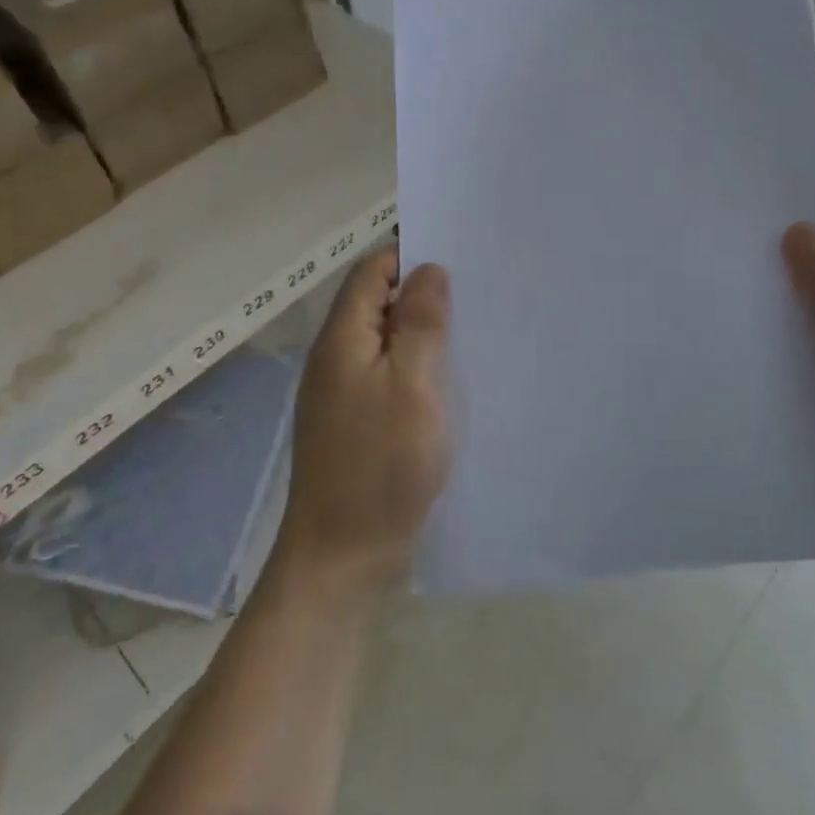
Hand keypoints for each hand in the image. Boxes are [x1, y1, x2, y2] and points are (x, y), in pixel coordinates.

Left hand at [274, 250, 451, 601]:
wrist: (342, 558)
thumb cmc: (380, 465)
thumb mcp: (411, 385)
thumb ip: (419, 323)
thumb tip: (428, 269)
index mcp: (341, 340)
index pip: (372, 272)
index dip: (410, 256)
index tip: (459, 260)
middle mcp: (336, 359)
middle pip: (378, 304)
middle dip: (424, 295)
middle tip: (478, 295)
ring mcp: (344, 394)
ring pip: (387, 342)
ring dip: (424, 334)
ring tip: (473, 332)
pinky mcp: (357, 423)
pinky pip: (389, 376)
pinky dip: (418, 368)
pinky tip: (451, 380)